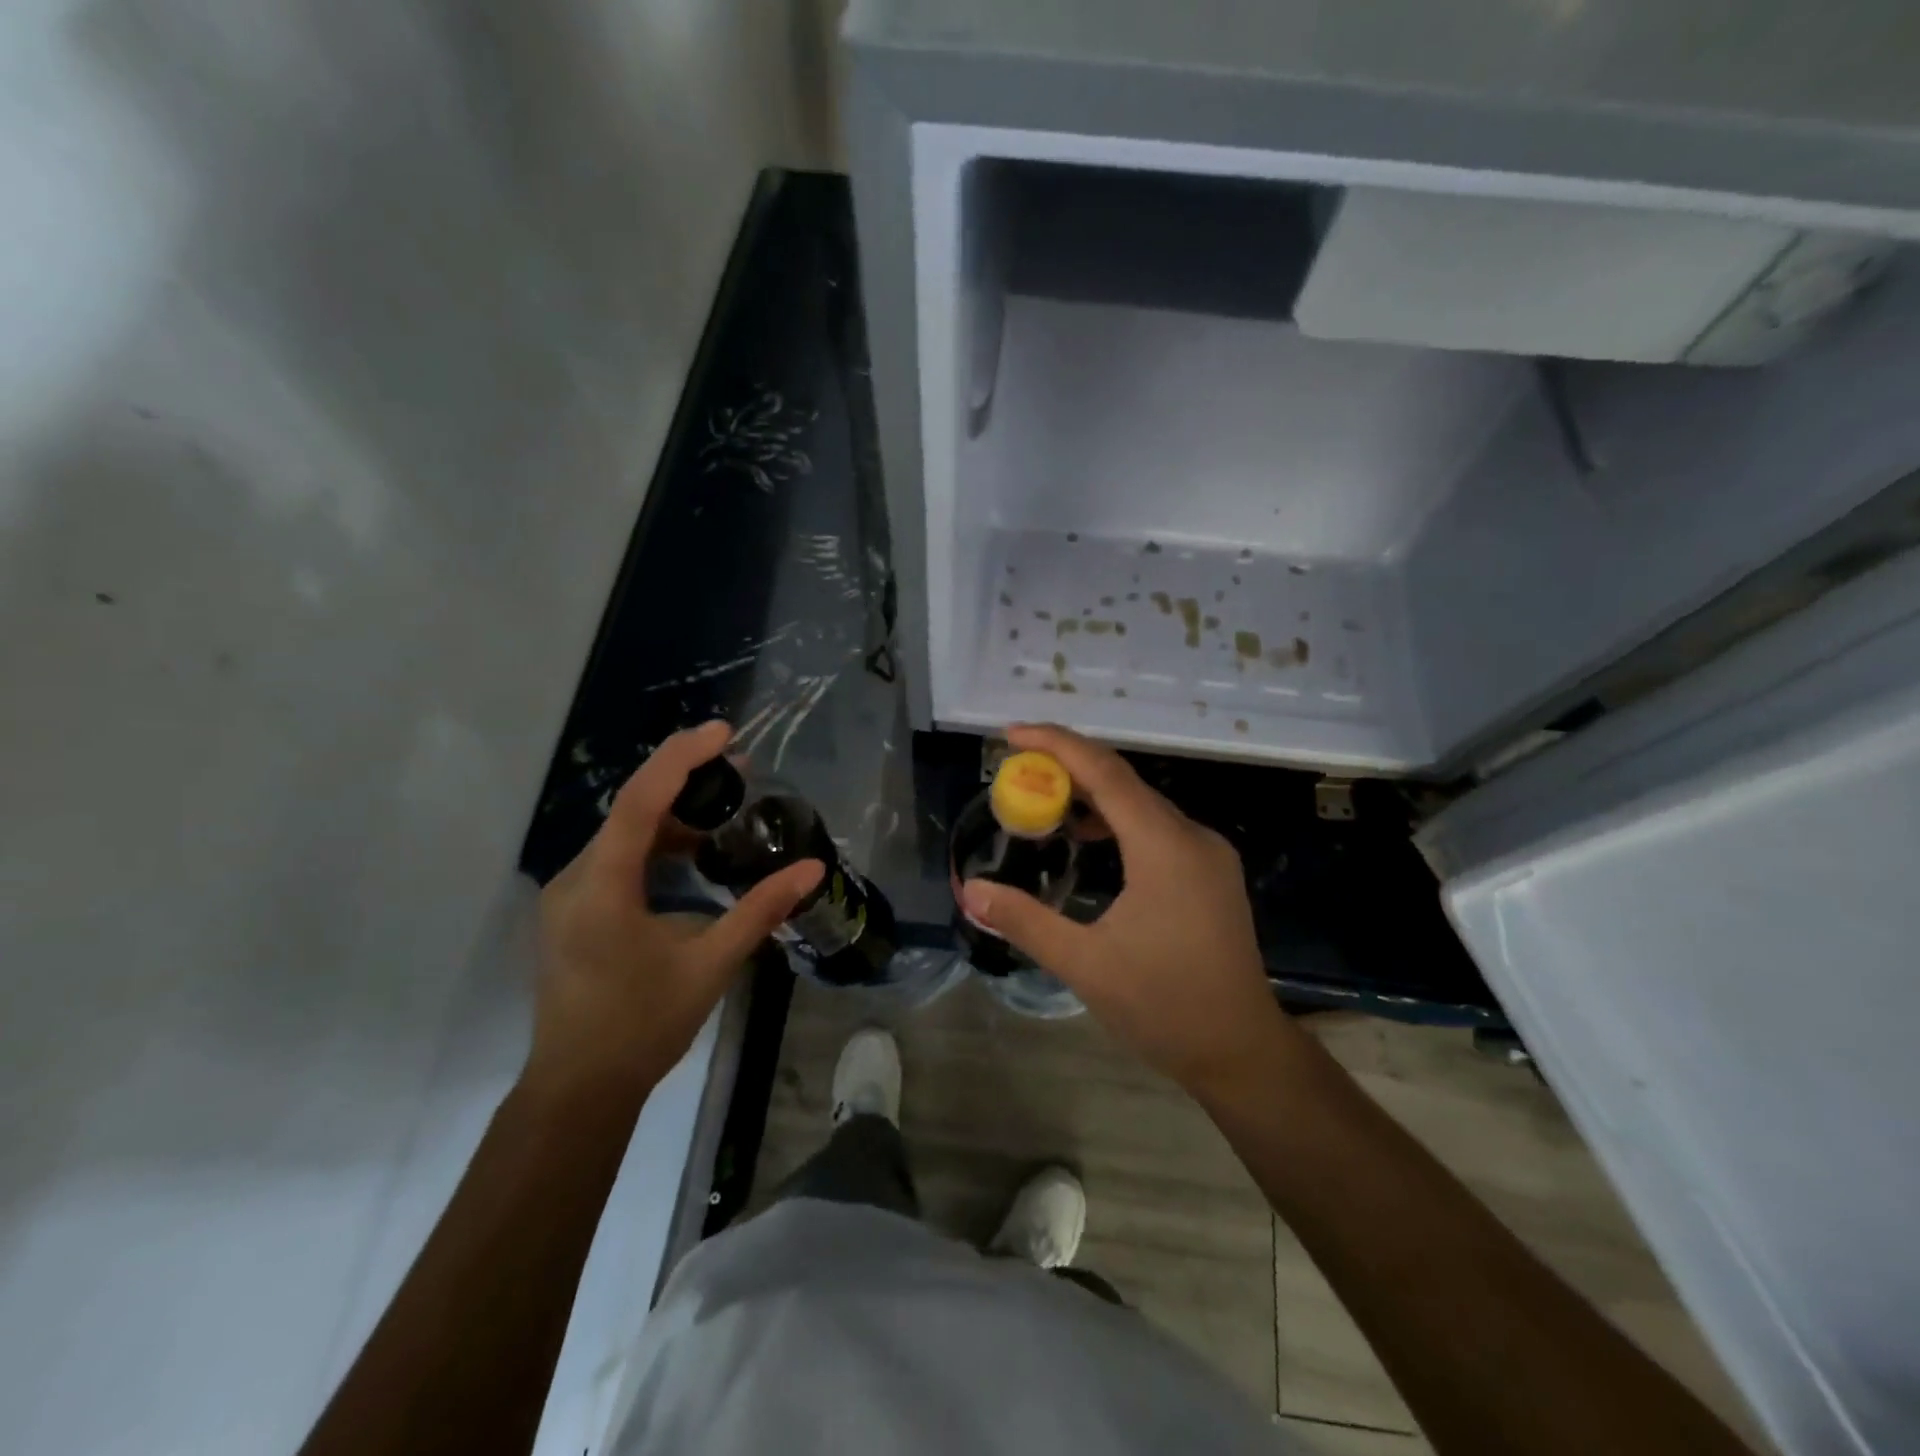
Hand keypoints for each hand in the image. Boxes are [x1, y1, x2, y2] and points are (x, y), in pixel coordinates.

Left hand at [528, 721, 823, 1100]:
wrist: (579, 1088)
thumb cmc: (643, 1026)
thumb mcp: (711, 964)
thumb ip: (760, 910)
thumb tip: (812, 868)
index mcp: (603, 887)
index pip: (640, 801)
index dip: (681, 758)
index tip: (724, 733)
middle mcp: (576, 879)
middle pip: (631, 809)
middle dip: (685, 781)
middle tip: (741, 770)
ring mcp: (569, 895)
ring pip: (623, 834)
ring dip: (673, 815)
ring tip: (725, 810)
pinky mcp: (574, 911)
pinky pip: (617, 858)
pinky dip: (657, 845)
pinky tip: (692, 855)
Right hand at [959, 724, 1297, 1096]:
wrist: (1241, 1051)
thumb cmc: (1164, 1007)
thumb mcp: (1084, 965)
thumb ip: (1025, 921)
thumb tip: (971, 890)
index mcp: (1164, 847)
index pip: (1106, 773)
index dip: (1057, 744)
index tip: (1011, 734)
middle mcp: (1192, 836)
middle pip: (1124, 780)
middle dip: (1068, 764)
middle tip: (1016, 765)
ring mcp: (1207, 853)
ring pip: (1141, 803)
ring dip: (1092, 793)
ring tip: (1042, 796)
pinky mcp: (1210, 872)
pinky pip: (1156, 826)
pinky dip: (1116, 819)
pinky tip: (1087, 837)